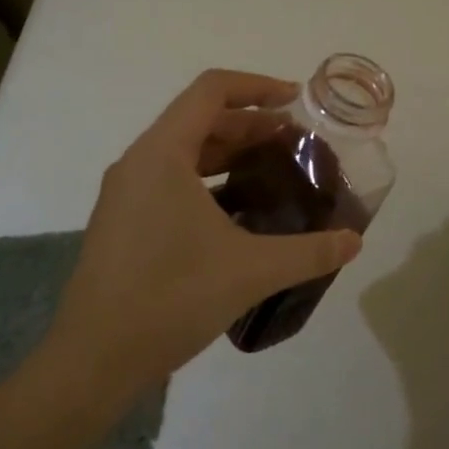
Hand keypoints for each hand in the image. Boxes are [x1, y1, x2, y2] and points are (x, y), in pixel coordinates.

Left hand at [49, 69, 363, 391]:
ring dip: (230, 151)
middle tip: (296, 141)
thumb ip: (309, 252)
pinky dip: (208, 179)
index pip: (212, 90)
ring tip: (273, 169)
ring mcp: (126, 193)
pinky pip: (170, 179)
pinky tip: (238, 211)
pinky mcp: (123, 221)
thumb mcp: (251, 271)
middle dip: (251, 123)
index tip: (296, 102)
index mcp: (162, 154)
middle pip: (200, 118)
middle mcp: (139, 162)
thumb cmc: (171, 298)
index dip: (258, 87)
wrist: (93, 361)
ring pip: (184, 151)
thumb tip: (354, 241)